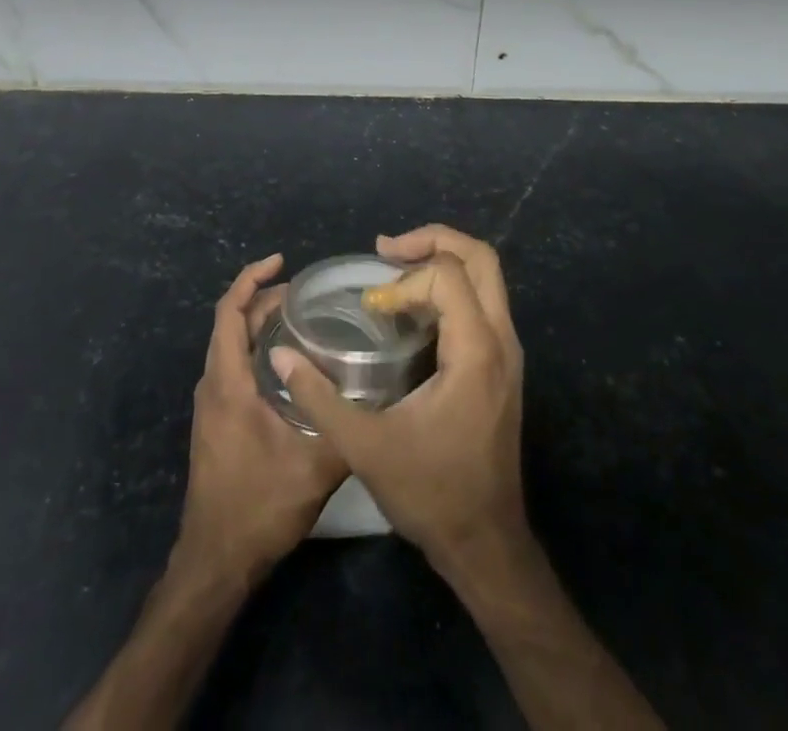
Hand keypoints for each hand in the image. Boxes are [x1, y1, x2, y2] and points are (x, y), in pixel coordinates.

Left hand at [174, 254, 347, 583]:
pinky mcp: (216, 420)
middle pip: (229, 323)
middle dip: (262, 299)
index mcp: (228, 382)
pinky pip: (231, 365)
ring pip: (229, 345)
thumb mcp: (314, 468)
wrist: (216, 559)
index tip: (281, 261)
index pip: (229, 312)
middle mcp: (213, 384)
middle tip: (303, 293)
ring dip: (257, 323)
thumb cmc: (259, 507)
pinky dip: (254, 347)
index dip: (251, 279)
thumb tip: (379, 392)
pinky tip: (286, 362)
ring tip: (298, 318)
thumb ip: (345, 425)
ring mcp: (211, 403)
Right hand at [269, 225, 528, 575]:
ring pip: (486, 277)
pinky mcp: (502, 366)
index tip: (371, 306)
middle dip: (432, 240)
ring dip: (440, 262)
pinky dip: (448, 288)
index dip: (403, 281)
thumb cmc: (430, 494)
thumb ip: (318, 396)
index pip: (447, 276)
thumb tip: (279, 353)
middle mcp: (502, 341)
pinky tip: (411, 309)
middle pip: (480, 258)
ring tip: (393, 271)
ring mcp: (507, 353)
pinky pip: (481, 302)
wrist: (486, 546)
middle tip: (386, 249)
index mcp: (476, 352)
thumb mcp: (364, 447)